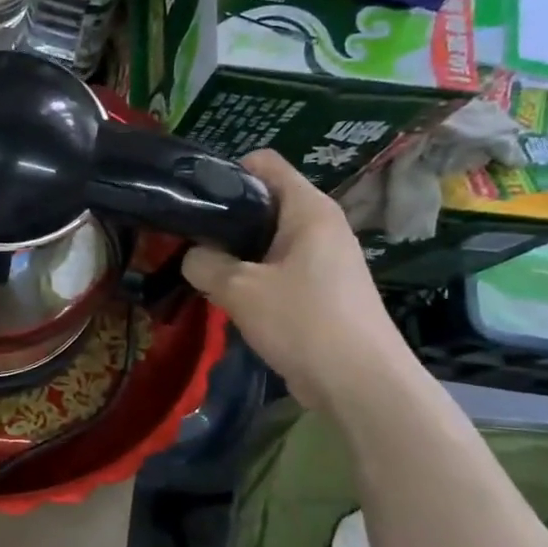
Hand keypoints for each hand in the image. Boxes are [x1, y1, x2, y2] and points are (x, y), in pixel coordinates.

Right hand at [183, 150, 414, 411]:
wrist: (359, 384)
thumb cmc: (302, 322)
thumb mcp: (239, 289)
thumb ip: (204, 264)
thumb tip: (191, 256)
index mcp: (309, 209)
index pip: (265, 163)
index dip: (226, 171)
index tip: (194, 199)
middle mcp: (320, 225)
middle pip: (263, 202)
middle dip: (225, 218)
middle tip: (188, 239)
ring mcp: (324, 258)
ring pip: (267, 240)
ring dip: (235, 253)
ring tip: (202, 270)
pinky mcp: (321, 289)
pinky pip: (277, 268)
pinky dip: (252, 277)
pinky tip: (229, 297)